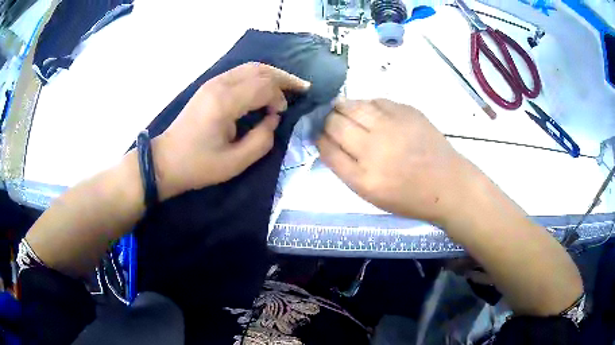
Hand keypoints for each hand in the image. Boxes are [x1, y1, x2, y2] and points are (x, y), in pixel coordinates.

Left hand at [153, 62, 310, 199]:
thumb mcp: (235, 163)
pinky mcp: (209, 86)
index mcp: (224, 103)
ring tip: (288, 86)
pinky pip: (240, 73)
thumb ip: (262, 140)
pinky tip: (265, 88)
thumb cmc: (198, 165)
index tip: (280, 115)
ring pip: (250, 67)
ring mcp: (212, 82)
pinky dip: (257, 77)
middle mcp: (219, 85)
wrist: (166, 161)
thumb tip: (273, 119)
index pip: (264, 86)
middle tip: (301, 88)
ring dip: (271, 75)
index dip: (279, 97)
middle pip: (259, 69)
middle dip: (283, 78)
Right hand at [317, 99, 474, 224]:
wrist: (447, 184)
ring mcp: (391, 126)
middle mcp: (374, 149)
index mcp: (363, 178)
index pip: (327, 148)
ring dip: (342, 108)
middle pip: (335, 123)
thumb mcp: (371, 195)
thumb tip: (329, 141)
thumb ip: (347, 169)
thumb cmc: (409, 196)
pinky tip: (369, 112)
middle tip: (331, 122)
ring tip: (345, 112)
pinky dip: (366, 105)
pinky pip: (375, 100)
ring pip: (352, 105)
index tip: (319, 135)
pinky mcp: (406, 111)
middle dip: (326, 121)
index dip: (318, 138)